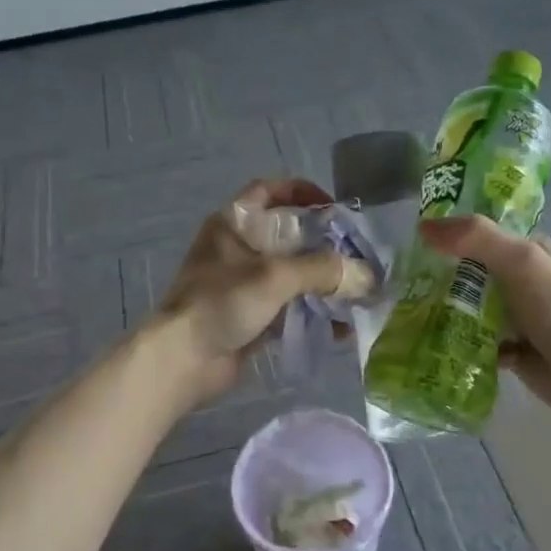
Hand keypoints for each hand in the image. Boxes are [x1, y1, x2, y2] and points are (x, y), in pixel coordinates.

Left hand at [153, 179, 376, 403]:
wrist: (183, 360)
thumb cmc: (222, 302)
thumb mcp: (275, 276)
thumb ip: (323, 270)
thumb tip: (368, 275)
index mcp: (234, 224)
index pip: (268, 191)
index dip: (301, 191)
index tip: (334, 206)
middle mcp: (238, 249)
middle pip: (288, 236)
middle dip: (324, 246)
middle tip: (358, 256)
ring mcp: (243, 284)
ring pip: (292, 274)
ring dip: (323, 284)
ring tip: (357, 295)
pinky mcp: (250, 316)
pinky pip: (289, 308)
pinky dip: (313, 313)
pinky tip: (340, 327)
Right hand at [419, 214, 550, 426]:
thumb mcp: (520, 261)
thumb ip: (475, 238)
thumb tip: (423, 226)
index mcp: (525, 250)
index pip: (478, 233)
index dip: (446, 234)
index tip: (407, 242)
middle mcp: (517, 279)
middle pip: (466, 272)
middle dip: (435, 277)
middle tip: (396, 284)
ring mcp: (513, 316)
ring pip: (466, 307)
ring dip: (441, 312)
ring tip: (403, 315)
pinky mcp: (508, 349)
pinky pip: (471, 340)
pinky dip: (454, 342)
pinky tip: (429, 345)